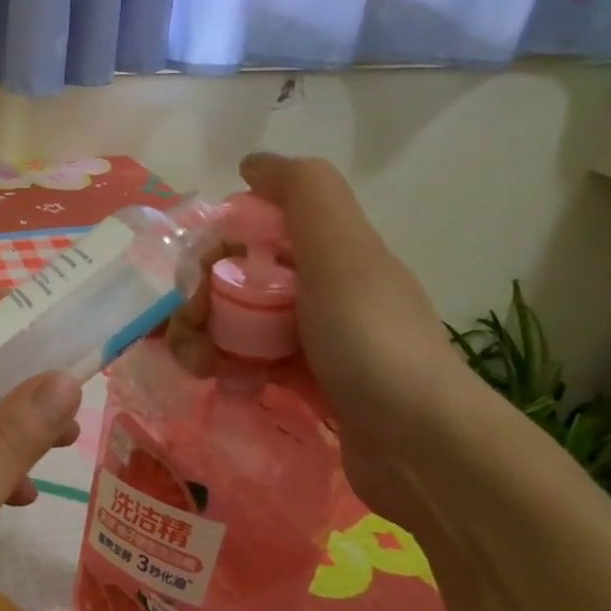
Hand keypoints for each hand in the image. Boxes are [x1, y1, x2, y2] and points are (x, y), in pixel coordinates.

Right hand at [167, 153, 469, 530]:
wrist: (422, 448)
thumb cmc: (370, 342)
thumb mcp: (342, 253)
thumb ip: (303, 194)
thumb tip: (252, 162)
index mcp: (328, 253)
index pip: (246, 237)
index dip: (209, 256)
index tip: (192, 290)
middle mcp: (320, 290)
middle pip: (233, 283)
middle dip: (197, 304)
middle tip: (188, 335)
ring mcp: (313, 340)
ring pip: (236, 325)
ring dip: (203, 340)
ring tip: (198, 369)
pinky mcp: (306, 385)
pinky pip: (249, 364)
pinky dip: (229, 371)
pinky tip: (227, 387)